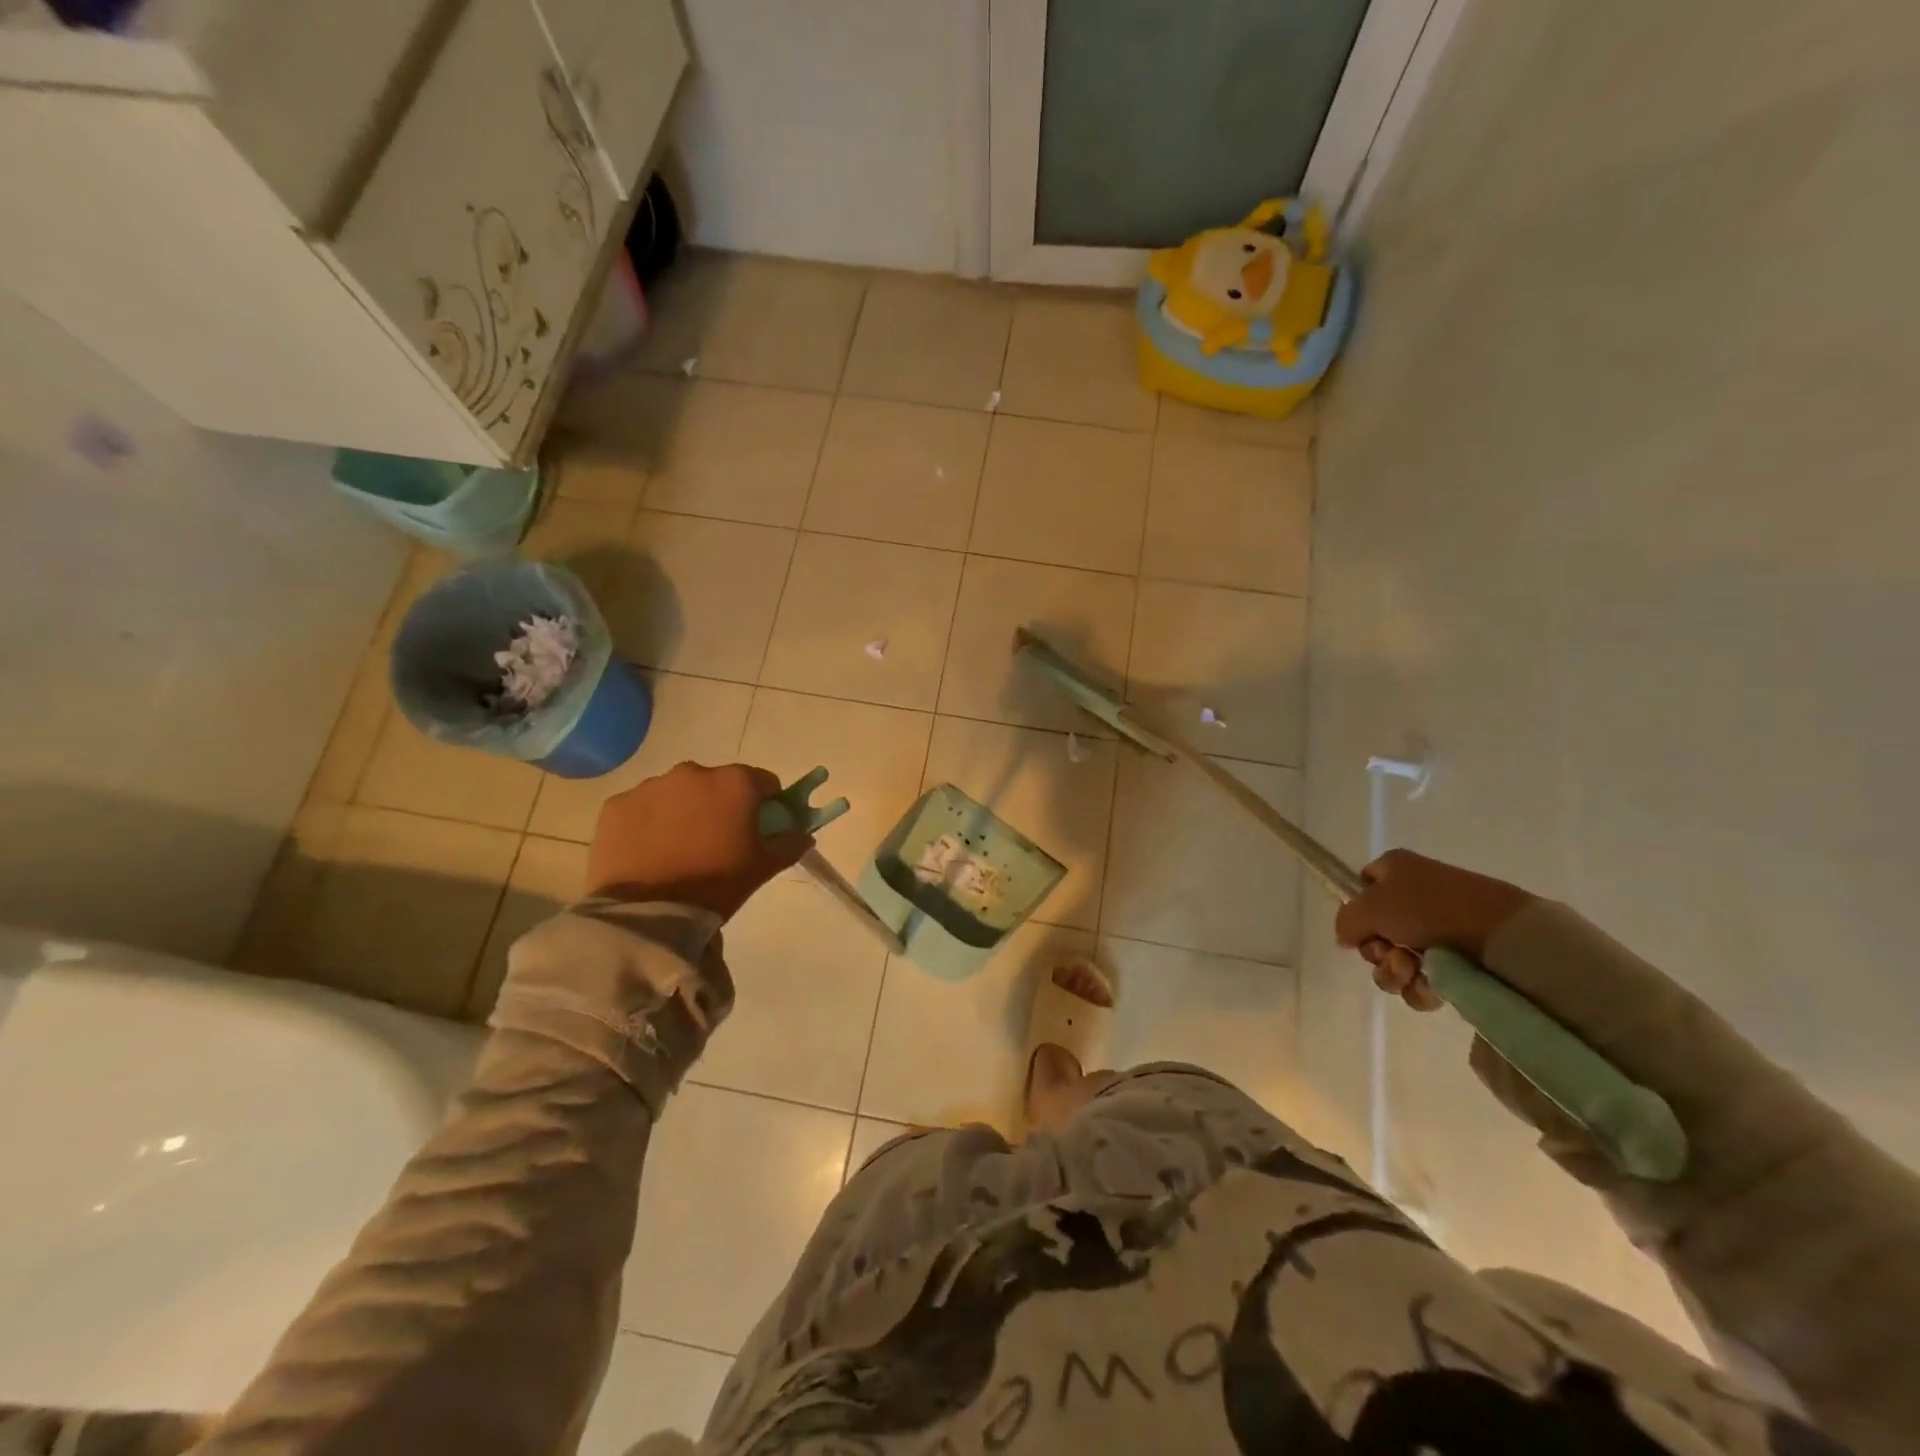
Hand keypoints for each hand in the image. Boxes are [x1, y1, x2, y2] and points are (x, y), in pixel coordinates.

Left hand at [586, 761, 810, 919]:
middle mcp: (693, 773)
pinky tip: (649, 852)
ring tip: (679, 850)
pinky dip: (649, 823)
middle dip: (720, 805)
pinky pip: (642, 808)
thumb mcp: (763, 867)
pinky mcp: (617, 805)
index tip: (759, 827)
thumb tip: (803, 834)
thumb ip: (789, 843)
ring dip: (683, 811)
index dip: (766, 803)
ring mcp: (651, 786)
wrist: (647, 913)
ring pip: (678, 793)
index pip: (763, 782)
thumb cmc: (716, 884)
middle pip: (717, 783)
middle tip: (717, 842)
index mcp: (734, 783)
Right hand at [1332, 849, 1535, 1011]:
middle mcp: (1414, 896)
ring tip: (1413, 971)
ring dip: (1395, 972)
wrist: (1500, 935)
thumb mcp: (1369, 907)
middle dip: (1377, 951)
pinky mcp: (1457, 960)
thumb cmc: (1428, 909)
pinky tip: (1430, 986)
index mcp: (1395, 871)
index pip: (1361, 888)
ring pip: (1395, 960)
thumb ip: (1345, 921)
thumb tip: (1346, 937)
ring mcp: (1437, 930)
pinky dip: (1420, 987)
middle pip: (1376, 931)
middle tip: (1390, 953)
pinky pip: (1422, 979)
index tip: (1361, 929)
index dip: (1356, 911)